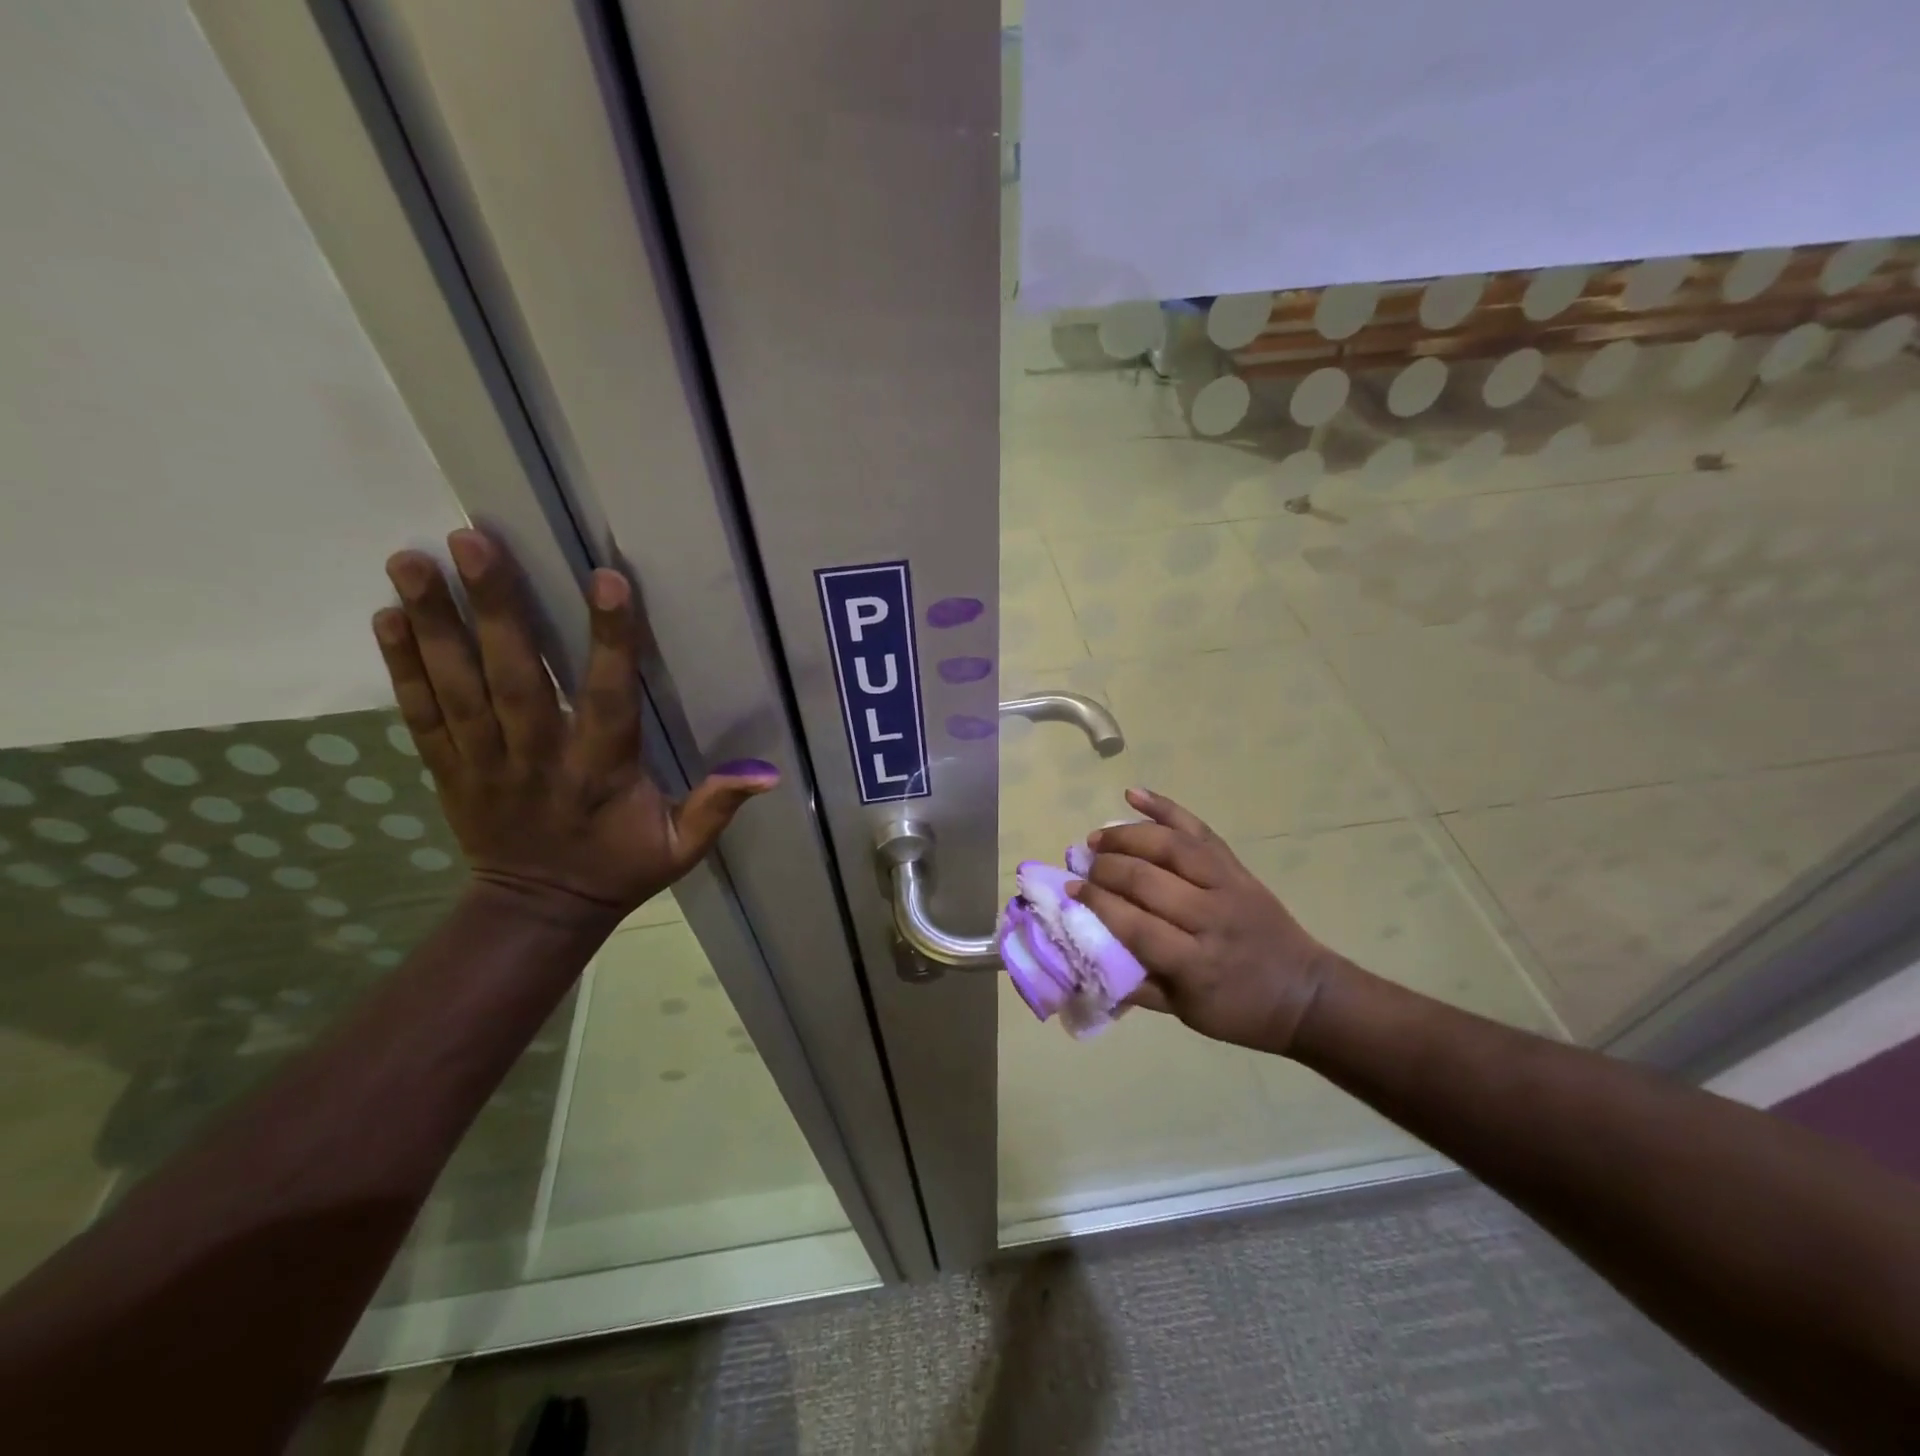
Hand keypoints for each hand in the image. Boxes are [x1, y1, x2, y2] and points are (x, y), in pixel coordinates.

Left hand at [373, 530, 777, 925]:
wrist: (538, 912)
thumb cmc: (620, 869)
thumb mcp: (681, 848)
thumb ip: (717, 807)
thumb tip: (767, 772)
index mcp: (599, 773)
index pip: (607, 699)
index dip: (609, 641)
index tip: (606, 579)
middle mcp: (537, 760)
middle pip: (514, 679)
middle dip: (495, 608)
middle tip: (473, 540)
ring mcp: (484, 764)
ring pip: (457, 688)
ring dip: (435, 623)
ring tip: (410, 559)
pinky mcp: (449, 770)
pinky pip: (421, 716)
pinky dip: (401, 667)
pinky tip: (386, 616)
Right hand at [1067, 789, 1344, 1053]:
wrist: (1305, 993)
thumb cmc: (1239, 1010)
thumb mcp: (1185, 1013)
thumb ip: (1136, 985)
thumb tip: (1085, 958)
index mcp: (1196, 963)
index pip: (1136, 924)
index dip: (1097, 903)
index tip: (1070, 891)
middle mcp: (1211, 917)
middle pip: (1147, 880)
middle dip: (1106, 869)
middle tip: (1082, 868)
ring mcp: (1228, 885)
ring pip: (1170, 847)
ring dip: (1127, 836)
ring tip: (1098, 838)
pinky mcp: (1237, 867)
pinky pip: (1198, 830)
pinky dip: (1165, 808)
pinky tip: (1133, 794)